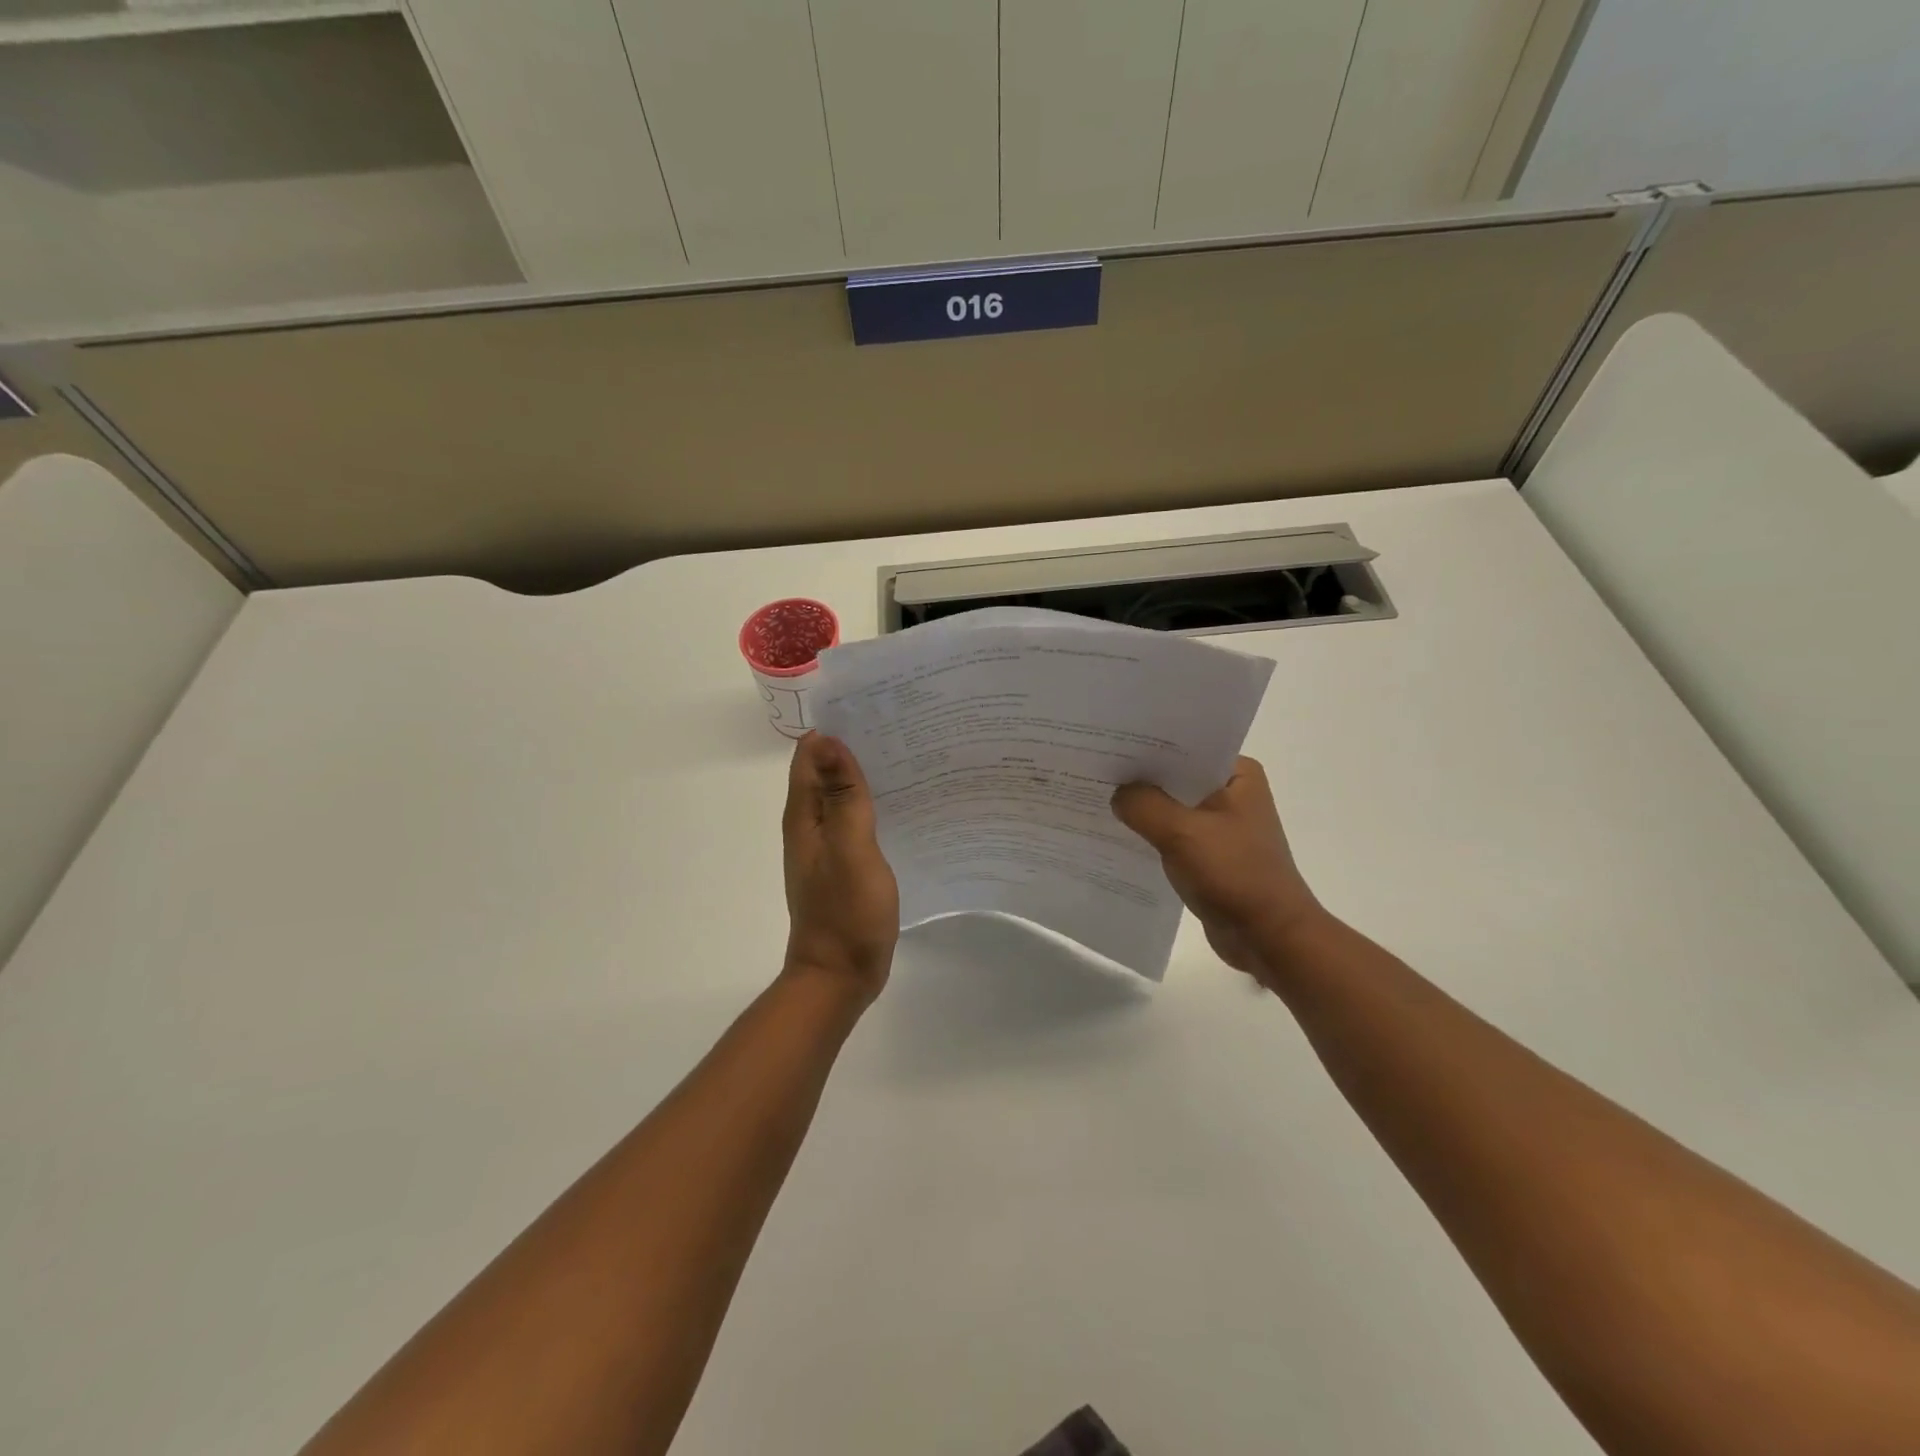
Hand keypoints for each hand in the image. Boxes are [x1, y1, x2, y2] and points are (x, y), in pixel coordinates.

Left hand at [781, 733, 898, 1000]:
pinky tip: (907, 803)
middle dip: (858, 748)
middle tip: (906, 728)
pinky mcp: (846, 864)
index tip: (876, 709)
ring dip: (869, 776)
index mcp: (804, 816)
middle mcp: (810, 825)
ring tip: (913, 756)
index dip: (838, 728)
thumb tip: (830, 740)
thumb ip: (842, 797)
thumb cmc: (845, 911)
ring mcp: (828, 846)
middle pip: (828, 772)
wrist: (840, 975)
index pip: (811, 755)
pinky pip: (858, 821)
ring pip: (844, 796)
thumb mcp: (850, 849)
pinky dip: (876, 805)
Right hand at [1111, 756, 1323, 984]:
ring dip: (1143, 807)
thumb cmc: (1235, 875)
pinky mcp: (1210, 854)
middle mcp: (1232, 793)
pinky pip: (1172, 834)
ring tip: (1098, 797)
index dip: (1146, 745)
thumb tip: (1118, 794)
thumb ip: (1144, 805)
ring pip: (1172, 806)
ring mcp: (1221, 825)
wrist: (1270, 938)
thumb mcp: (1183, 833)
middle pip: (1175, 776)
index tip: (1108, 742)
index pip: (1185, 746)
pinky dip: (1150, 834)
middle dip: (1139, 777)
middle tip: (1094, 767)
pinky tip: (1118, 833)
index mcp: (1237, 774)